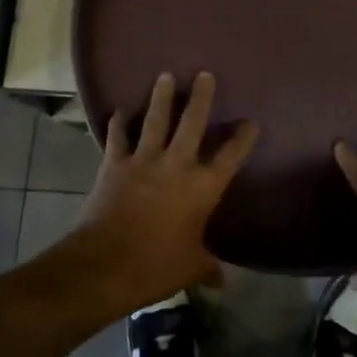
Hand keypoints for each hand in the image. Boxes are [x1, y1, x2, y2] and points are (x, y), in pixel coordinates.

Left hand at [75, 71, 258, 309]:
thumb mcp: (190, 268)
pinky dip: (117, 123)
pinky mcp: (114, 165)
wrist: (105, 264)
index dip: (243, 138)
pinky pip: (117, 138)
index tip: (252, 121)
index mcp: (202, 188)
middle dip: (200, 97)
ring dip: (160, 97)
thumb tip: (223, 282)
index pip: (230, 157)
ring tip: (164, 75)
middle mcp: (176, 165)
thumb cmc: (156, 267)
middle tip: (204, 74)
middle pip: (192, 123)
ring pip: (154, 120)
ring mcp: (143, 161)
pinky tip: (117, 109)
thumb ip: (208, 268)